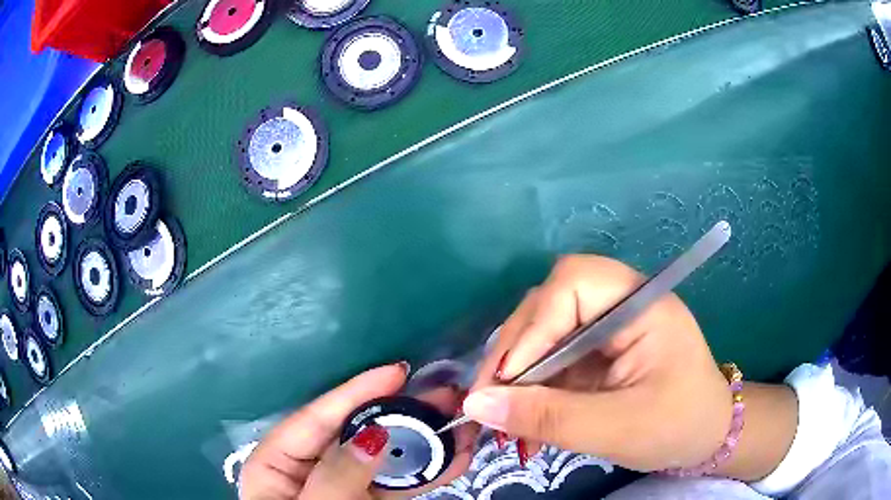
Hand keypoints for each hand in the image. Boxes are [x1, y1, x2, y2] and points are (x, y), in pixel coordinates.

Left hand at [239, 363, 477, 498]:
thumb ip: (336, 478)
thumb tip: (372, 435)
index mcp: (274, 464)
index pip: (313, 420)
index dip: (355, 394)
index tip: (397, 372)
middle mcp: (306, 469)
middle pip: (353, 434)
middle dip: (399, 414)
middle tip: (443, 395)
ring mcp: (340, 487)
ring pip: (381, 458)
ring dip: (421, 442)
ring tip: (459, 424)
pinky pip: (396, 484)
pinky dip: (424, 472)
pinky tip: (454, 458)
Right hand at [464, 255, 734, 471]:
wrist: (704, 437)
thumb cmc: (677, 427)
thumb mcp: (616, 428)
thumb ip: (549, 418)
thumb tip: (477, 404)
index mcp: (641, 305)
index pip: (575, 282)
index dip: (535, 324)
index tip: (509, 378)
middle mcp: (619, 304)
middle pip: (550, 303)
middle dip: (515, 351)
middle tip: (489, 400)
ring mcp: (605, 327)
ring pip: (542, 330)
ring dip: (515, 371)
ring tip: (500, 413)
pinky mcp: (595, 351)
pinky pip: (550, 356)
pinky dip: (529, 386)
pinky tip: (521, 415)